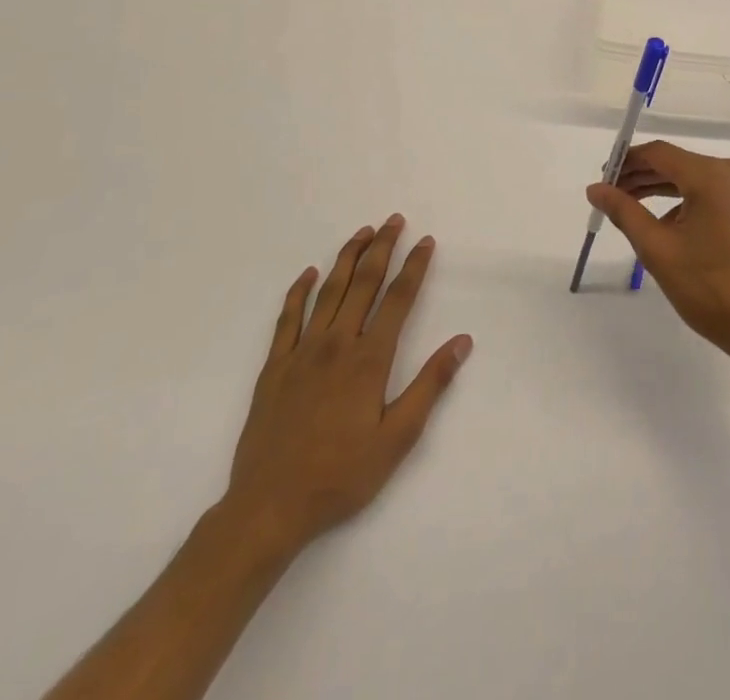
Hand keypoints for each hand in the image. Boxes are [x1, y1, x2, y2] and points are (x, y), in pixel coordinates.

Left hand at [223, 216, 471, 558]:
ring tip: (362, 232)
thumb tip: (462, 341)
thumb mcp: (398, 438)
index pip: (399, 299)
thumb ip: (430, 385)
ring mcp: (301, 353)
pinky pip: (287, 319)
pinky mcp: (273, 368)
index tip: (426, 241)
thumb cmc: (340, 476)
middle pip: (363, 283)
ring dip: (347, 258)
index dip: (414, 266)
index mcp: (369, 359)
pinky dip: (298, 292)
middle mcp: (337, 344)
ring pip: (328, 292)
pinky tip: (308, 274)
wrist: (268, 508)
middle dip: (382, 248)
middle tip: (394, 220)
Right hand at [586, 142, 729, 374]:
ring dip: (665, 190)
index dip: (627, 162)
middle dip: (644, 177)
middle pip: (679, 163)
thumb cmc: (711, 289)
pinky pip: (716, 192)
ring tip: (634, 209)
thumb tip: (596, 188)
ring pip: (697, 178)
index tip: (603, 180)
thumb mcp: (659, 250)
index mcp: (712, 175)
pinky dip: (690, 201)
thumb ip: (625, 212)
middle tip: (612, 196)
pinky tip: (670, 224)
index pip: (660, 153)